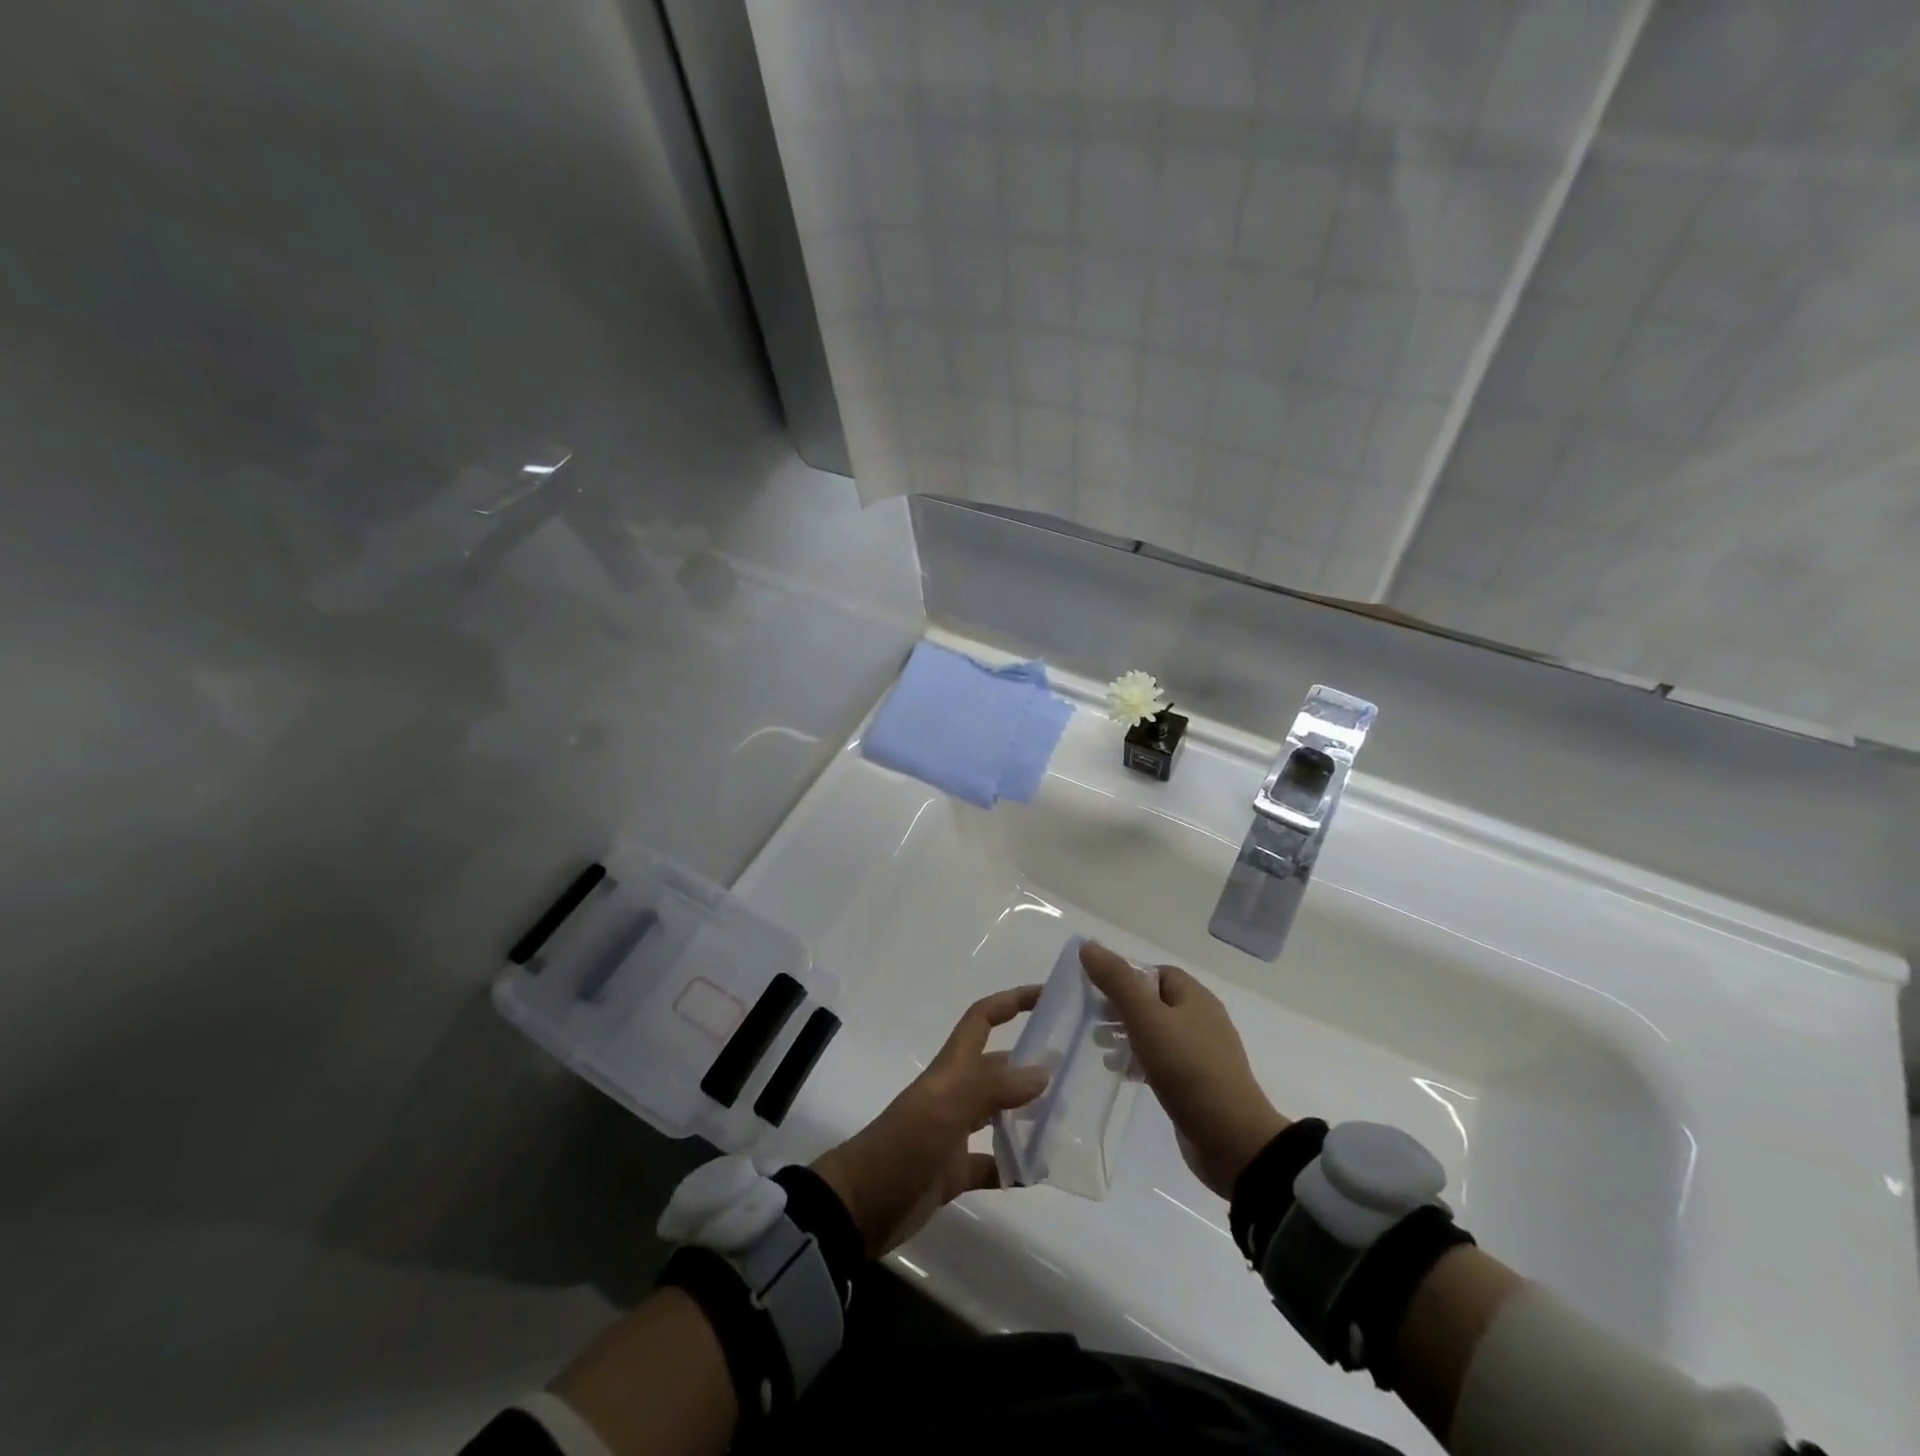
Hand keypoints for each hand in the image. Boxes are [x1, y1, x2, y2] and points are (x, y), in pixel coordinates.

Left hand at [811, 986, 1048, 1256]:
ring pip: (999, 1113)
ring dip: (1029, 1114)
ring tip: (1068, 1119)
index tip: (1047, 995)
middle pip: (998, 1067)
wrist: (860, 1206)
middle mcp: (955, 1094)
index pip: (983, 1019)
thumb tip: (1044, 1071)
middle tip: (1077, 1072)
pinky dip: (1015, 1166)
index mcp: (951, 1070)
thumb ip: (993, 1088)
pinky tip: (1039, 1173)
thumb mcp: (946, 1110)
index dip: (1011, 1001)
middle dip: (1032, 1063)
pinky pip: (992, 1163)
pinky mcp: (953, 1171)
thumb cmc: (903, 1146)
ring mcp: (954, 1133)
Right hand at [1080, 941, 1286, 1197]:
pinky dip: (1141, 1062)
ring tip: (1102, 1051)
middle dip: (1121, 1009)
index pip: (1154, 973)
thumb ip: (1116, 981)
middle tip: (1093, 1023)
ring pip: (1157, 1033)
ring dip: (1128, 1037)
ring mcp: (1203, 1053)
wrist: (1231, 1139)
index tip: (1096, 993)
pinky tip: (1124, 1075)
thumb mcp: (1146, 1019)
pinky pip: (1164, 1061)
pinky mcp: (1199, 1084)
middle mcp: (1202, 1019)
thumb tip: (1088, 945)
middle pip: (1154, 1002)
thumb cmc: (1187, 1069)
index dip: (1125, 978)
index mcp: (1195, 997)